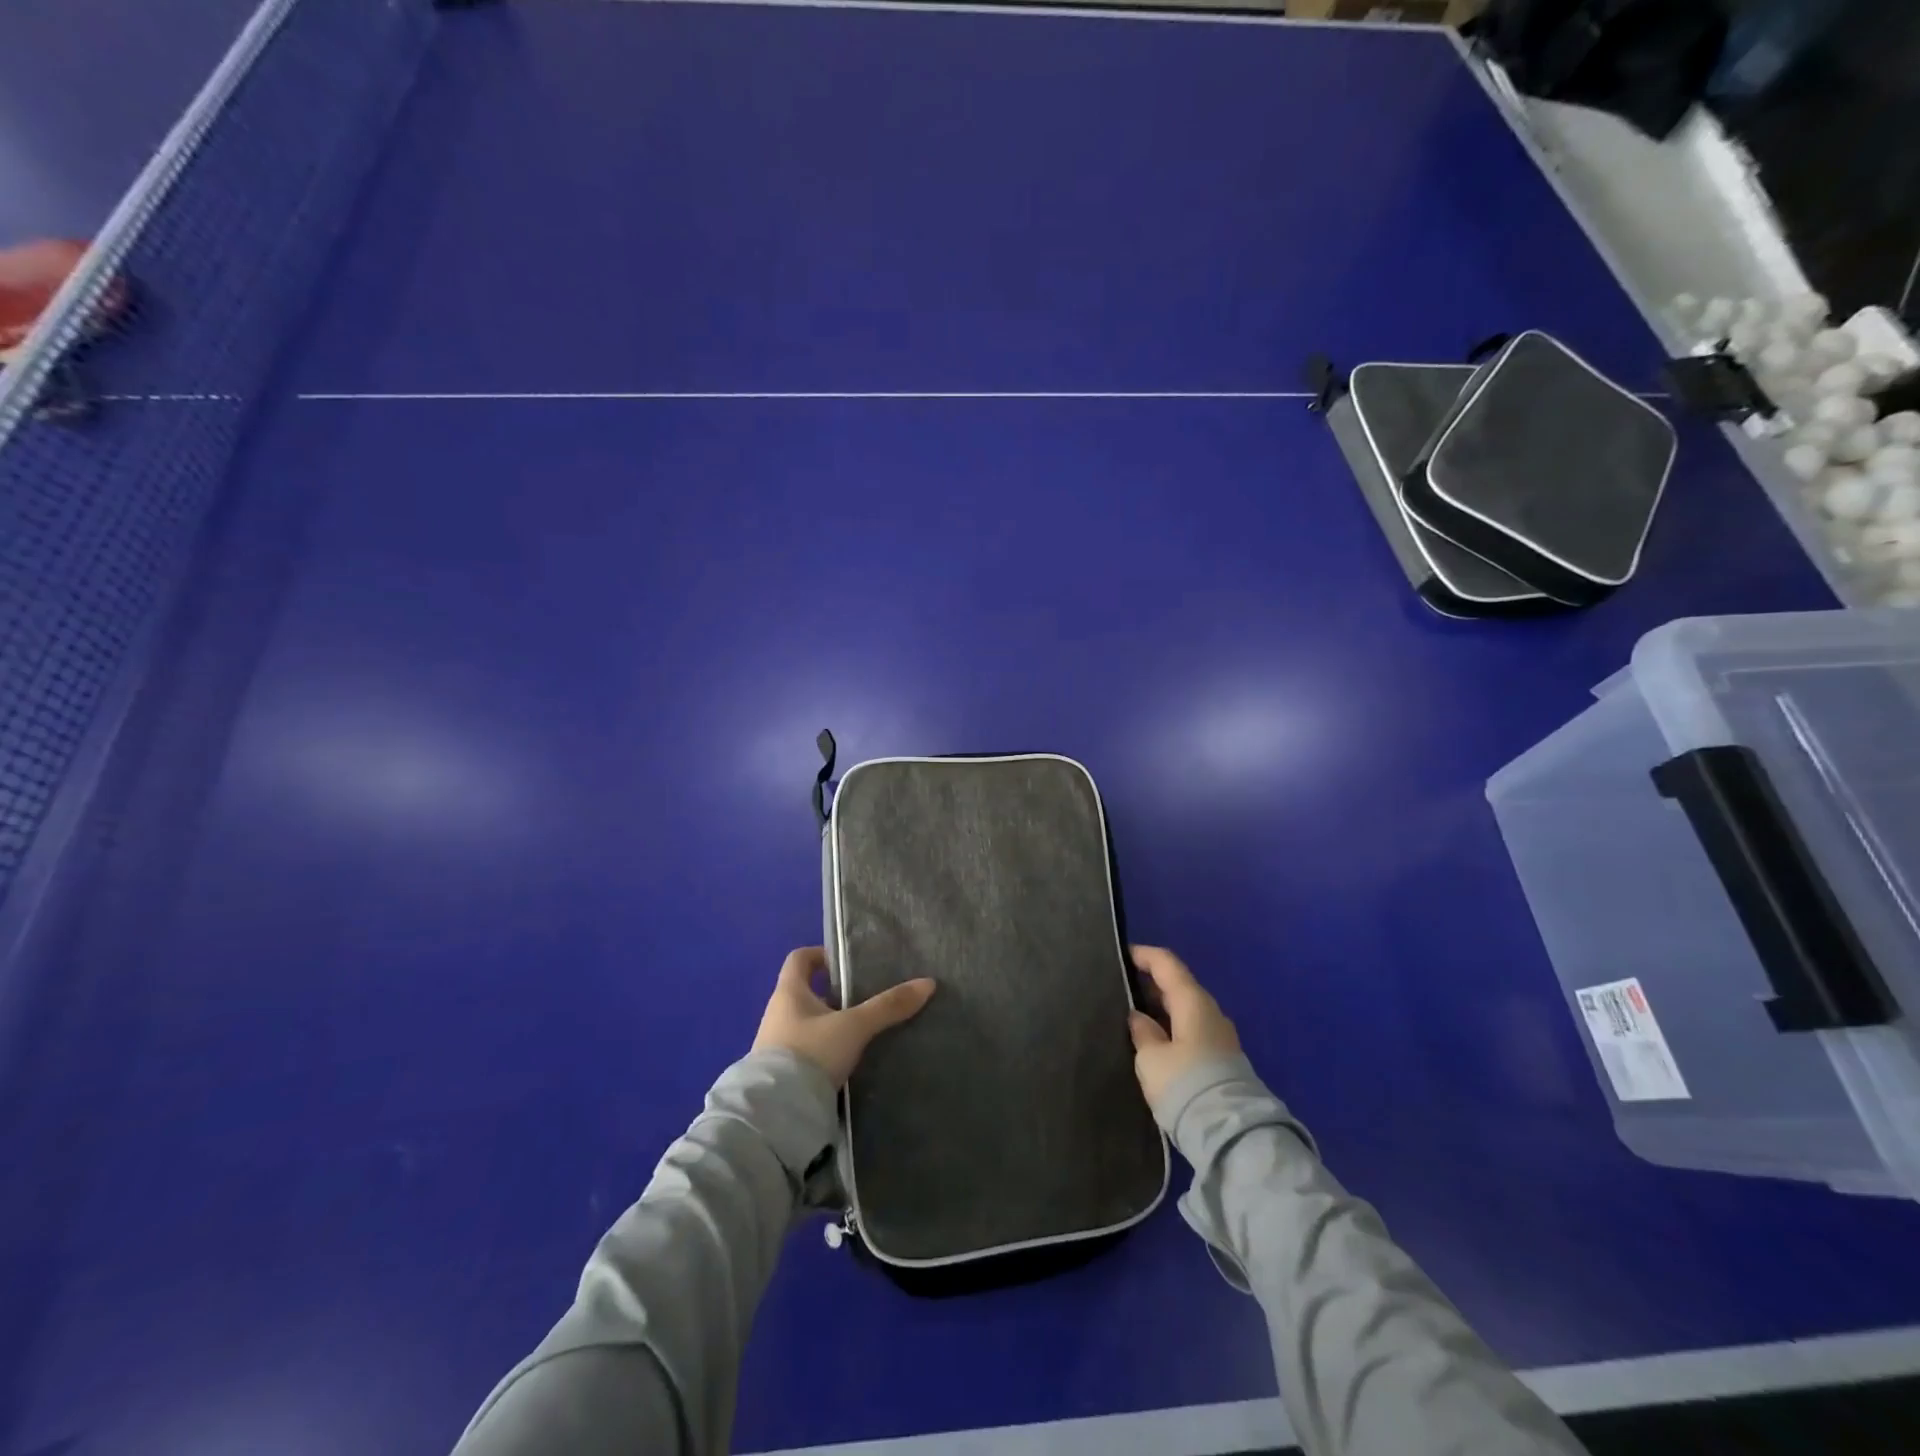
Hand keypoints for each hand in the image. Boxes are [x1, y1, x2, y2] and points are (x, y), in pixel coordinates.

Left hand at [752, 947, 935, 1086]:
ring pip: (807, 1023)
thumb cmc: (811, 1053)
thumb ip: (888, 1006)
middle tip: (865, 999)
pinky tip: (846, 1061)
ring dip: (830, 1024)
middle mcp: (777, 1013)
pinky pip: (805, 1050)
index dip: (821, 954)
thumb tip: (928, 983)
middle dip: (834, 994)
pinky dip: (824, 1050)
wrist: (777, 1113)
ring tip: (861, 1032)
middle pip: (806, 992)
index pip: (799, 958)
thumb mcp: (854, 1027)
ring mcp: (775, 1045)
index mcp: (788, 993)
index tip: (847, 963)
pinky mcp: (780, 1073)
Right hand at [1127, 945, 1240, 1110]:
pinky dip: (1171, 1028)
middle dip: (1150, 984)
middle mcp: (1210, 1012)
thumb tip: (1138, 1017)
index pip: (1166, 963)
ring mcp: (1219, 1036)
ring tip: (1132, 1017)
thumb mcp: (1151, 1058)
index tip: (1121, 956)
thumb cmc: (1185, 1084)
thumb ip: (1142, 1031)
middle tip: (1120, 989)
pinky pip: (1191, 1031)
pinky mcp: (1222, 1059)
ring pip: (1185, 1011)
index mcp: (1192, 1001)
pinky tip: (1154, 1042)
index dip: (1143, 955)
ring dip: (1160, 1009)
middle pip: (1177, 986)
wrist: (1232, 1133)